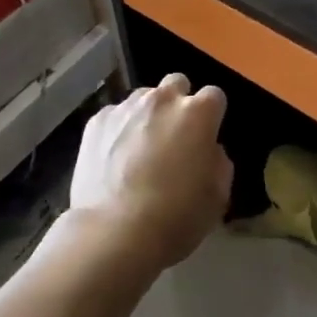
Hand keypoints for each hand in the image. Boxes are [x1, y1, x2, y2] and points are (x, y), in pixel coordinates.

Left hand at [70, 75, 232, 269]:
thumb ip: (219, 163)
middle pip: (177, 84)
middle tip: (174, 137)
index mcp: (197, 114)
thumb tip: (209, 150)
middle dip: (179, 104)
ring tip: (140, 150)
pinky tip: (114, 159)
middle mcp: (163, 99)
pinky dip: (119, 130)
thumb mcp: (217, 198)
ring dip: (148, 115)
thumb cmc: (174, 218)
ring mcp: (127, 106)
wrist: (113, 232)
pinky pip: (115, 115)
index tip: (206, 137)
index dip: (212, 116)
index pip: (214, 96)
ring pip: (144, 98)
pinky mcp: (97, 120)